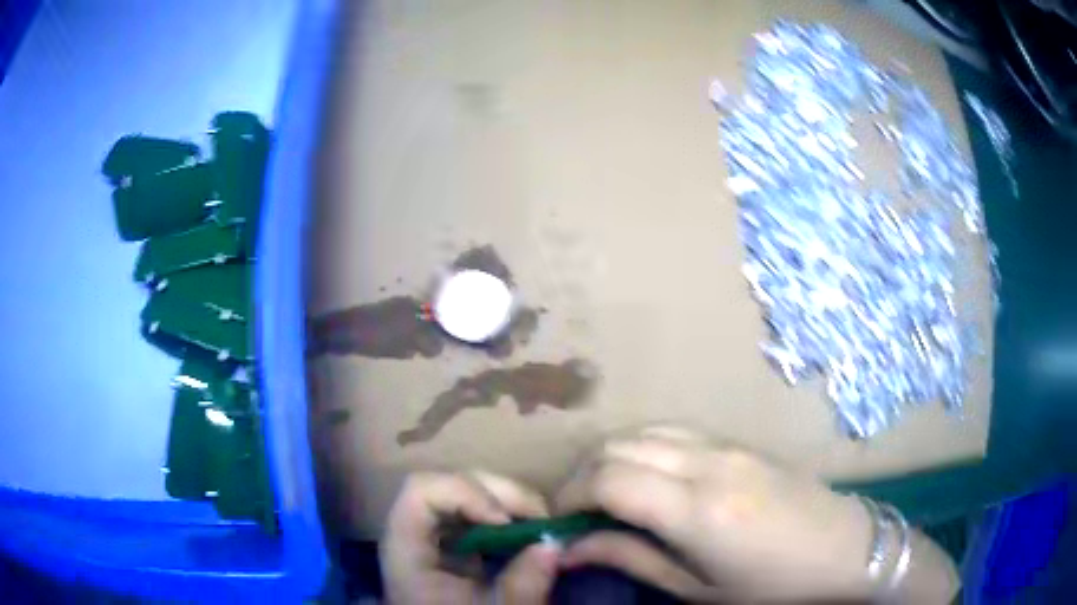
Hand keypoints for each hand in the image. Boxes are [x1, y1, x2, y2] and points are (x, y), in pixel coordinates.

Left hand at [381, 471, 559, 603]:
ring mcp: (432, 539)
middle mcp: (414, 535)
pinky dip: (504, 517)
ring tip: (539, 521)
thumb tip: (552, 544)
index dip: (464, 492)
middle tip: (539, 514)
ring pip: (464, 496)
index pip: (421, 491)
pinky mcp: (452, 549)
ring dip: (506, 502)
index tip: (504, 520)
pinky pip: (474, 517)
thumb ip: (523, 583)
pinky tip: (527, 533)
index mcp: (407, 550)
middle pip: (448, 486)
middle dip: (498, 493)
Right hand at [554, 426, 878, 601]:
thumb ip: (633, 560)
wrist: (847, 553)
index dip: (570, 495)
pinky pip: (676, 433)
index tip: (559, 521)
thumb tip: (574, 547)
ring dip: (614, 457)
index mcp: (698, 510)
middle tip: (578, 512)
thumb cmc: (774, 588)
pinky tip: (650, 480)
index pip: (608, 478)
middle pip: (620, 445)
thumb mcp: (698, 591)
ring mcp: (728, 446)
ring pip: (646, 431)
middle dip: (584, 474)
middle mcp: (709, 464)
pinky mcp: (741, 444)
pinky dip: (645, 449)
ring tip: (608, 495)